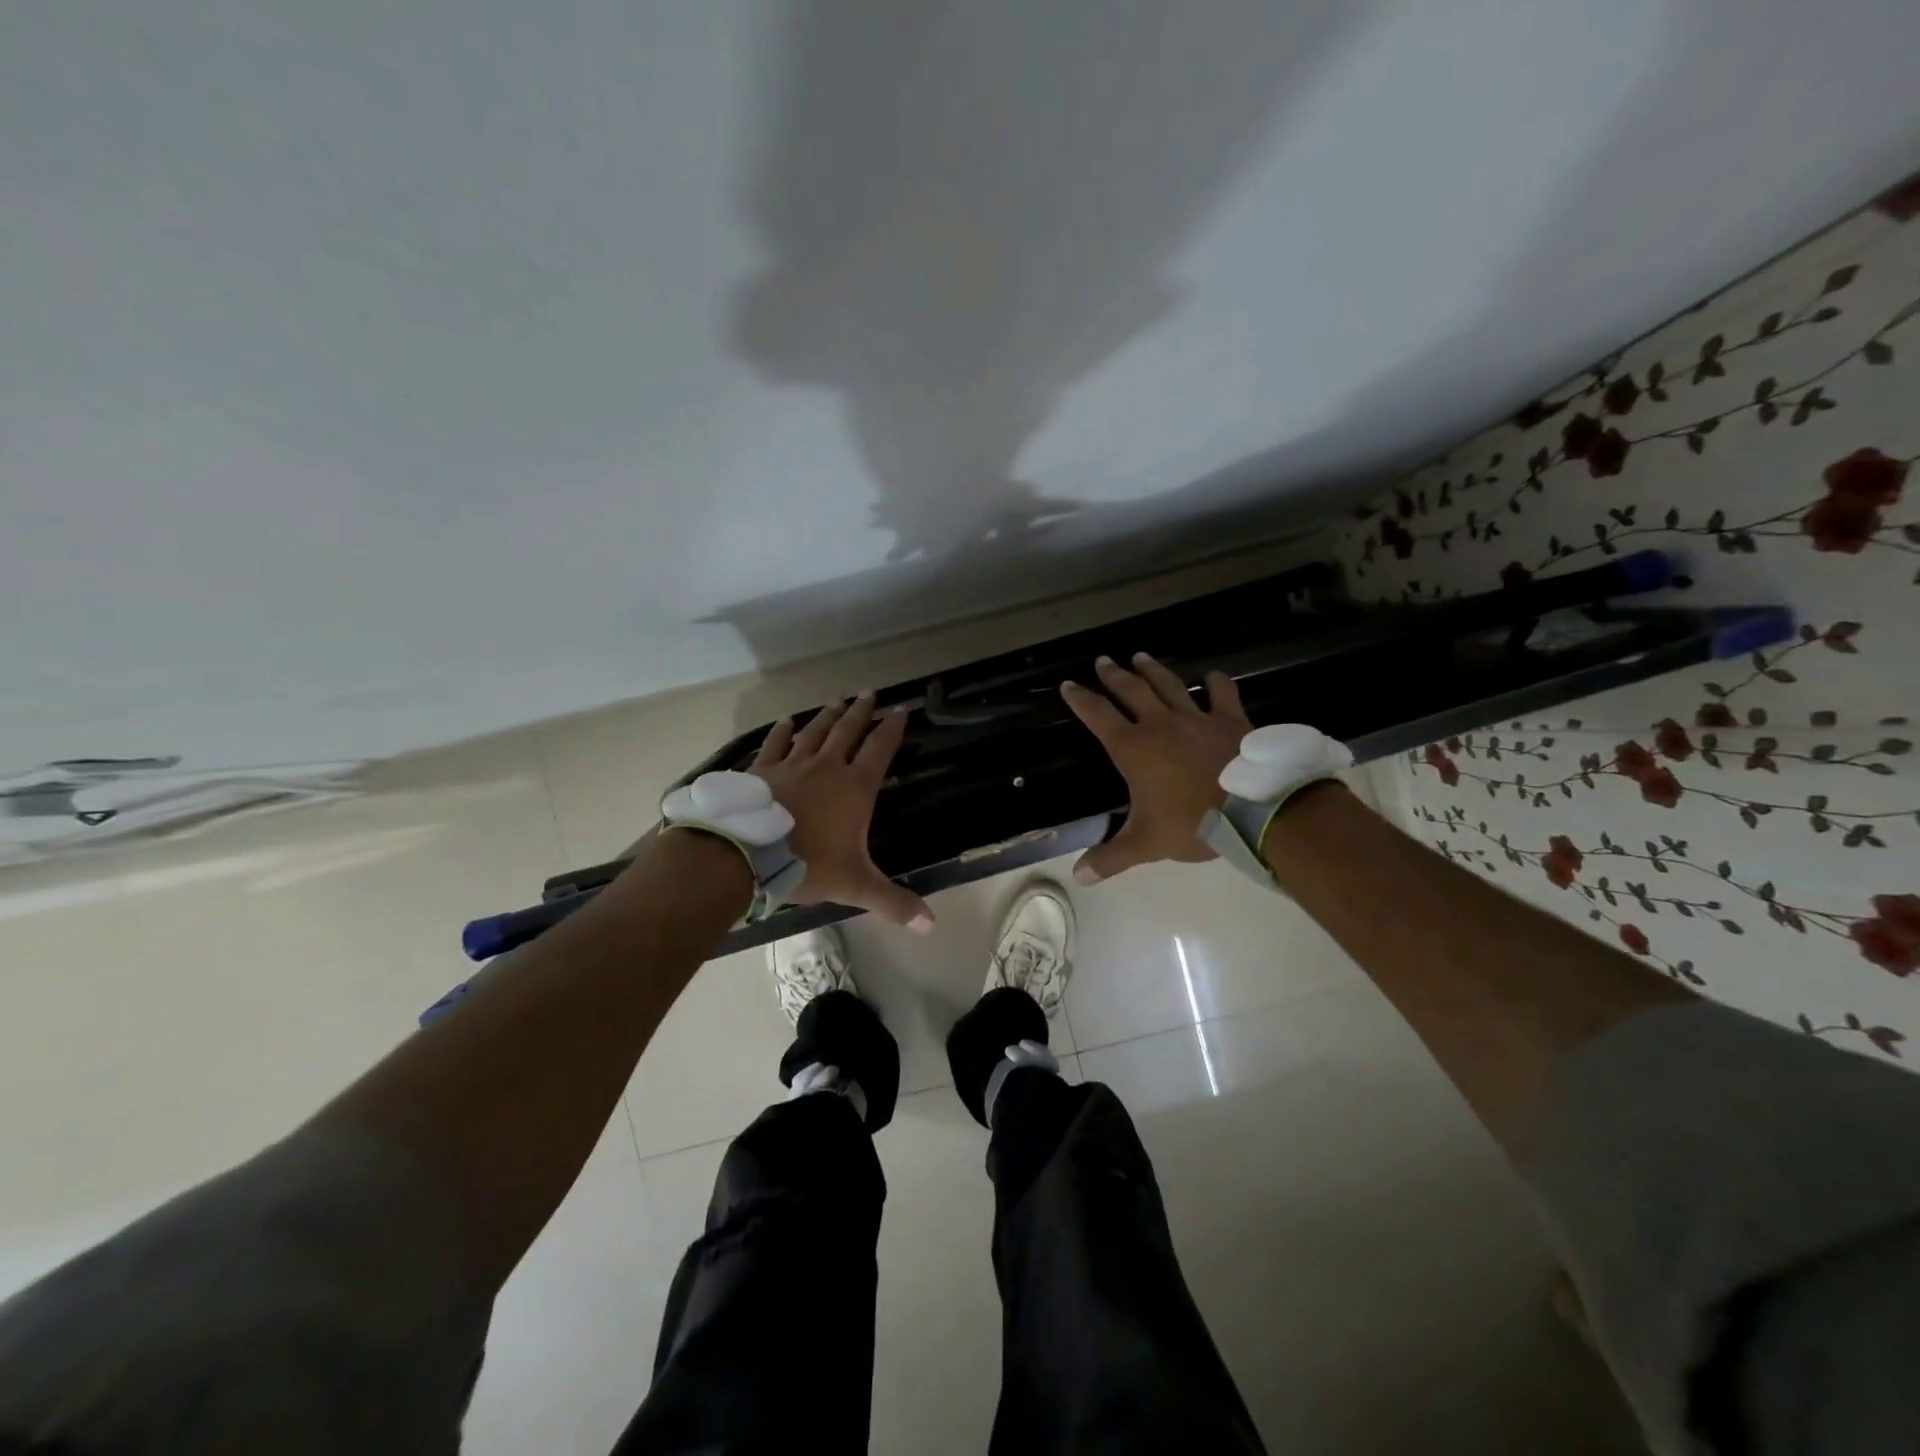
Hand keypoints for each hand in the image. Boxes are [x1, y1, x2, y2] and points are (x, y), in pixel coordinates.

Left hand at [751, 691, 933, 930]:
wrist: (744, 855)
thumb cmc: (806, 865)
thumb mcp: (855, 886)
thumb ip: (893, 902)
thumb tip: (930, 923)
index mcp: (855, 788)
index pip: (880, 749)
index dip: (893, 728)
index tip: (902, 709)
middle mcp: (826, 767)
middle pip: (848, 731)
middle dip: (862, 712)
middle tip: (871, 693)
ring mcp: (791, 765)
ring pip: (815, 732)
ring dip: (829, 715)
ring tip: (839, 699)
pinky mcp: (762, 771)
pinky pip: (776, 744)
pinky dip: (783, 732)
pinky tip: (786, 722)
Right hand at [1059, 653, 1252, 883]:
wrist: (1254, 811)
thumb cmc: (1192, 824)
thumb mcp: (1146, 844)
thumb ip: (1111, 857)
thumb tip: (1079, 876)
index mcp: (1133, 748)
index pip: (1098, 716)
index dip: (1080, 700)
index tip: (1068, 685)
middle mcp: (1160, 724)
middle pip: (1131, 691)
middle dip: (1113, 675)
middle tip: (1103, 660)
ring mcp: (1197, 718)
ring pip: (1169, 685)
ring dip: (1152, 670)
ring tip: (1140, 656)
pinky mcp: (1230, 720)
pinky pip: (1222, 695)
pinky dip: (1217, 683)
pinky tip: (1213, 675)